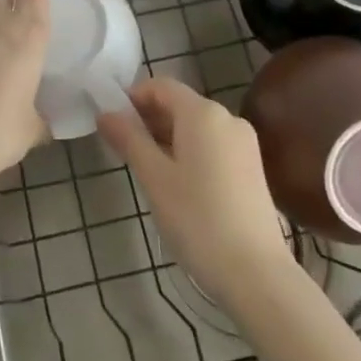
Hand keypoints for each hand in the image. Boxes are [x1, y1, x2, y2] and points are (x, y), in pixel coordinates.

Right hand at [97, 77, 293, 306]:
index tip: (112, 123)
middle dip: (149, 119)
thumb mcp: (154, 178)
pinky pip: (212, 145)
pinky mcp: (252, 167)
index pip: (161, 86)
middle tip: (123, 148)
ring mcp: (244, 143)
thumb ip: (129, 139)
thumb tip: (105, 113)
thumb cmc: (197, 219)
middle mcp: (227, 118)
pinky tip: (177, 183)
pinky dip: (189, 152)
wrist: (256, 274)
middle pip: (180, 104)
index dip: (133, 97)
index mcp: (203, 113)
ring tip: (146, 168)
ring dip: (167, 137)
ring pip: (196, 127)